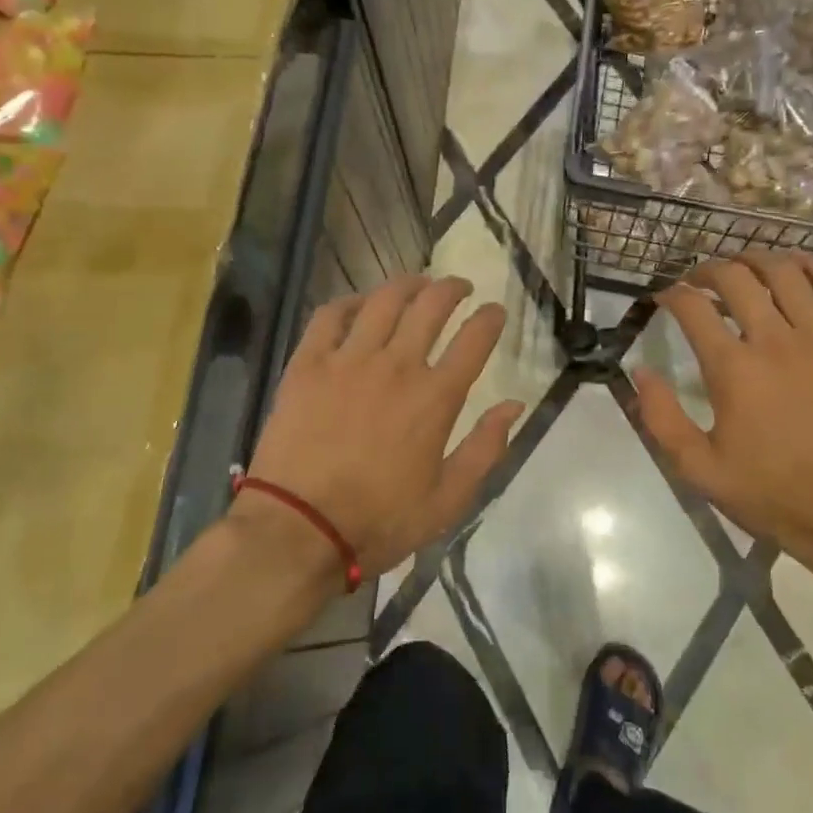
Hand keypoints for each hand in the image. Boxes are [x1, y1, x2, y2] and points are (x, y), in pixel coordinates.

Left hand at [239, 275, 523, 583]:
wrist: (298, 530)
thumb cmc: (379, 521)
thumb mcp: (448, 500)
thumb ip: (485, 449)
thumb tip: (514, 405)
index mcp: (435, 398)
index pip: (474, 341)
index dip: (489, 319)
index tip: (495, 310)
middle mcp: (397, 366)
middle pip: (430, 307)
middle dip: (451, 289)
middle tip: (459, 287)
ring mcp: (348, 360)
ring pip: (383, 301)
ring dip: (407, 284)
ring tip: (416, 283)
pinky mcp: (308, 364)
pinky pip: (330, 316)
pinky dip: (348, 303)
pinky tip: (358, 305)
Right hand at [633, 252, 812, 601]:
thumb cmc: (775, 495)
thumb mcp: (699, 469)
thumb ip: (661, 418)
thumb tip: (640, 371)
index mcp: (733, 369)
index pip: (692, 307)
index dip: (671, 293)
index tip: (664, 297)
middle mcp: (776, 340)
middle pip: (736, 277)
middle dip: (708, 269)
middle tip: (699, 280)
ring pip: (786, 272)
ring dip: (756, 259)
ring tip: (744, 267)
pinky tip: (797, 266)